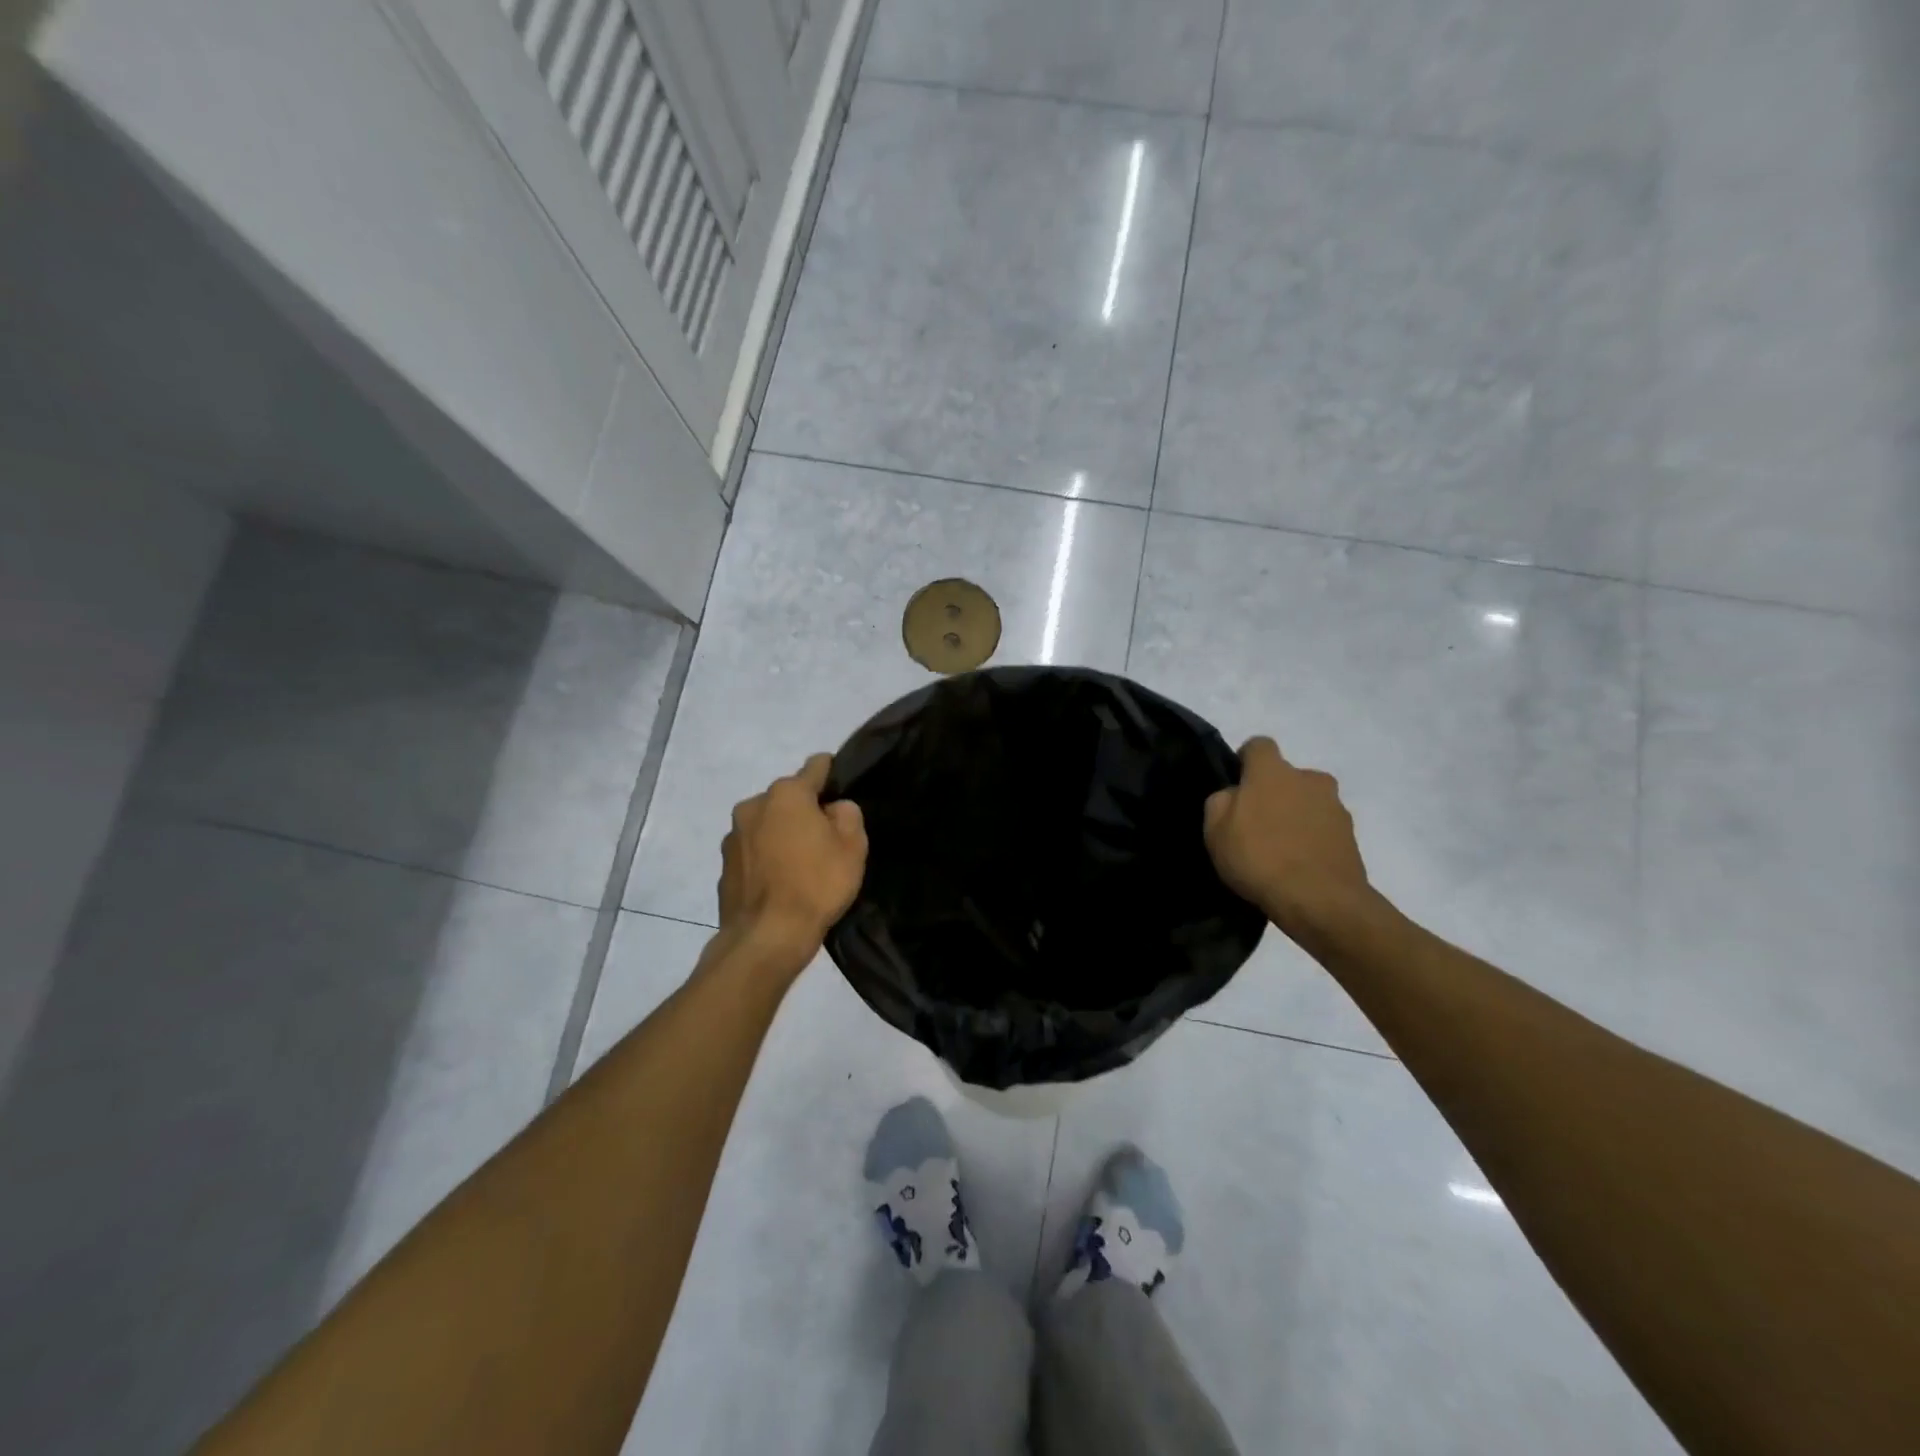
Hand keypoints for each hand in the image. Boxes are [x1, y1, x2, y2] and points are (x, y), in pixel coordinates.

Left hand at [715, 754, 867, 973]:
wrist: (766, 937)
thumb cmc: (816, 885)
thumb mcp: (853, 847)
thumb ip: (848, 815)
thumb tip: (833, 809)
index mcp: (787, 794)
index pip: (815, 766)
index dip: (832, 773)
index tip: (842, 790)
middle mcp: (753, 805)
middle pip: (788, 797)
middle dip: (805, 810)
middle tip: (826, 839)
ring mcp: (733, 836)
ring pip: (767, 824)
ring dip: (782, 834)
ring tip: (801, 865)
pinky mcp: (723, 866)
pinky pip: (753, 851)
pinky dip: (766, 858)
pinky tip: (780, 883)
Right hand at [1204, 736, 1373, 942]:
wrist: (1321, 900)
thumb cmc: (1259, 858)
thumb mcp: (1215, 831)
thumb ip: (1220, 801)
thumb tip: (1234, 795)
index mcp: (1273, 771)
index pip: (1259, 745)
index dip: (1245, 762)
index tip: (1237, 787)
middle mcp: (1309, 779)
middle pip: (1287, 776)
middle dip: (1273, 792)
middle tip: (1257, 825)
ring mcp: (1335, 807)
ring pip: (1308, 802)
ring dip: (1295, 816)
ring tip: (1280, 851)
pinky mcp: (1351, 836)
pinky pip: (1323, 828)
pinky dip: (1312, 839)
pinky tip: (1298, 866)